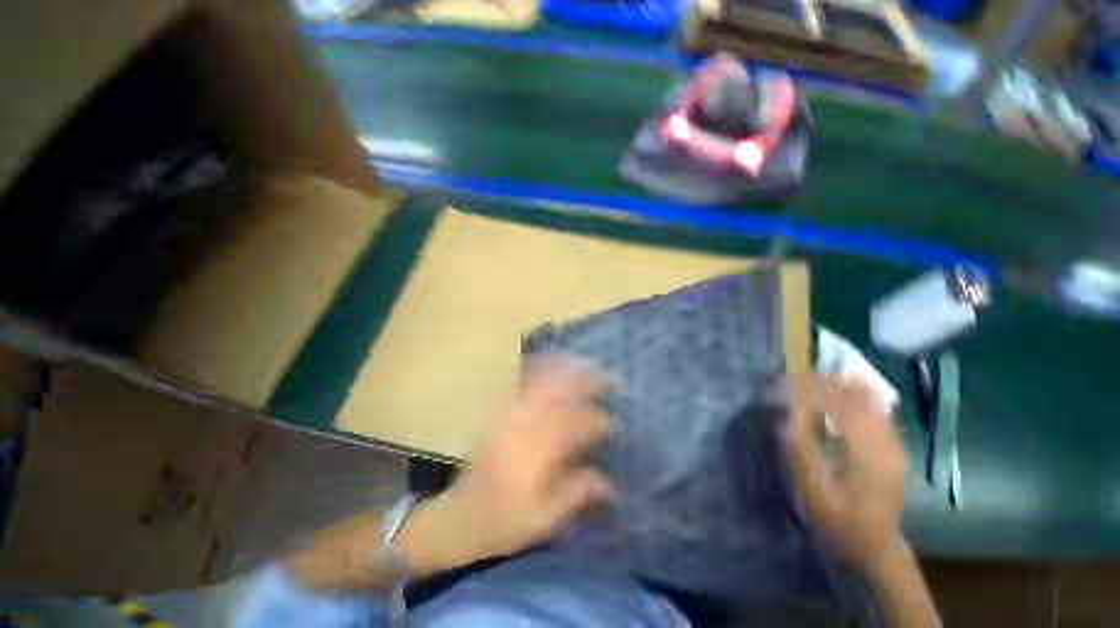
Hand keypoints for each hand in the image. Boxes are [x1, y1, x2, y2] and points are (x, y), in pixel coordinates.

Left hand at [399, 358, 613, 574]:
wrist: (457, 518)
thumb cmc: (502, 523)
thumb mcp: (542, 520)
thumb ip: (576, 493)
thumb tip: (610, 483)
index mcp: (533, 454)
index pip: (573, 426)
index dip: (597, 421)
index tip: (616, 423)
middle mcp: (520, 426)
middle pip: (558, 394)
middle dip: (586, 382)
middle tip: (609, 378)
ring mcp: (507, 415)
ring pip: (540, 382)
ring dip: (565, 370)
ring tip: (586, 363)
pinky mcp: (498, 412)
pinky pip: (520, 382)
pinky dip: (538, 368)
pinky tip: (551, 361)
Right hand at [786, 375, 906, 571]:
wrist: (876, 545)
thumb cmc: (842, 520)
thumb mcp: (816, 491)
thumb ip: (802, 453)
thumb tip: (785, 420)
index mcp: (867, 454)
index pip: (843, 408)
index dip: (818, 389)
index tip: (794, 378)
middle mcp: (886, 445)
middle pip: (862, 401)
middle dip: (835, 383)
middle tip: (807, 373)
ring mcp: (894, 447)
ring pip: (875, 405)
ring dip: (850, 388)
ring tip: (825, 377)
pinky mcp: (895, 451)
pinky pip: (881, 416)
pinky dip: (864, 400)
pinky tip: (850, 396)